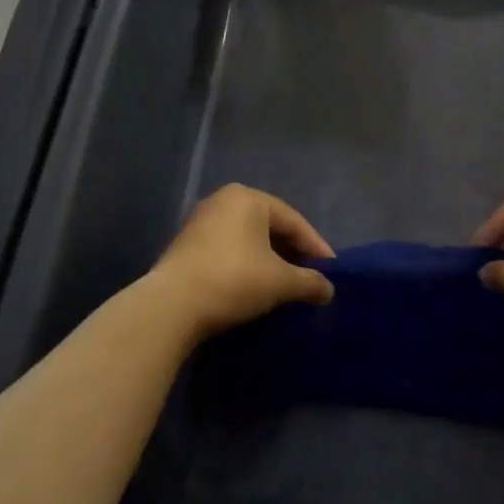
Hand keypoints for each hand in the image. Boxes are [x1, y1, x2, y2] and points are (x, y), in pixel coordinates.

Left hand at [149, 185, 333, 340]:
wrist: (172, 305)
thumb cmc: (234, 279)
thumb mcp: (281, 282)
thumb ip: (310, 282)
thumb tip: (328, 290)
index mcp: (248, 197)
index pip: (293, 220)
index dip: (316, 247)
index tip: (331, 271)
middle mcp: (223, 200)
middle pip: (269, 227)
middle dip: (292, 252)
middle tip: (310, 276)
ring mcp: (200, 222)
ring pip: (247, 239)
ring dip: (269, 260)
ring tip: (286, 284)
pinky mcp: (186, 246)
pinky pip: (228, 250)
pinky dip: (246, 265)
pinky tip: (255, 286)